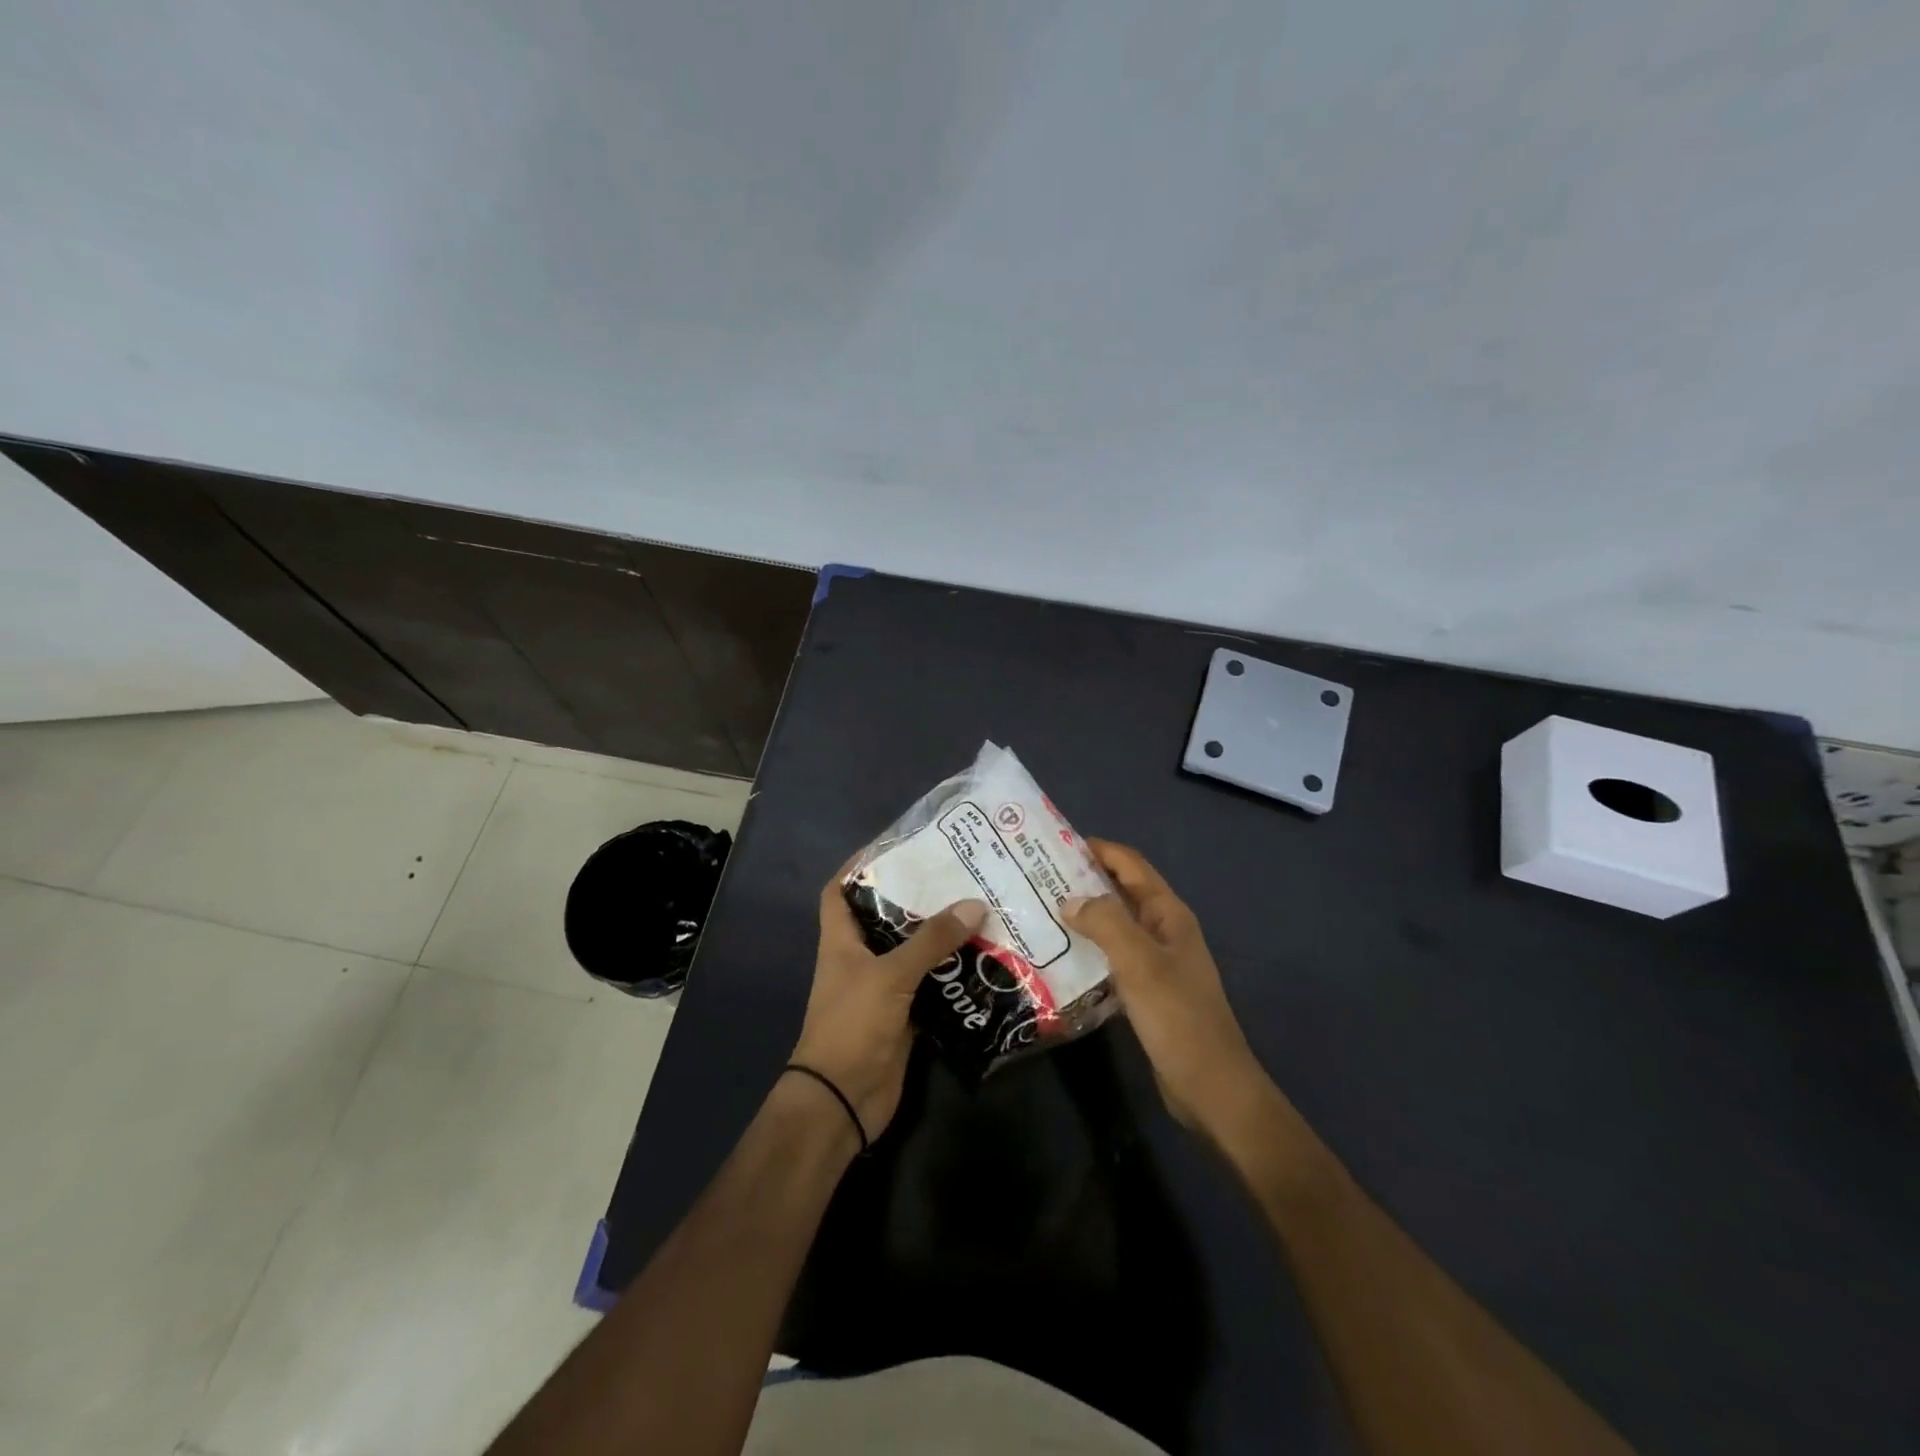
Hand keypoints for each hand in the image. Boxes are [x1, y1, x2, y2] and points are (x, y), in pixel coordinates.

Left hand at [790, 870, 987, 1140]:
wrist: (843, 1100)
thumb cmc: (853, 1025)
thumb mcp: (890, 975)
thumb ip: (931, 940)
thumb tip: (974, 903)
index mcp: (841, 941)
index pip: (838, 891)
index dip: (857, 867)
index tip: (895, 847)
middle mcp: (859, 960)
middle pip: (885, 918)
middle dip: (914, 898)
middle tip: (954, 874)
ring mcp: (881, 990)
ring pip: (911, 953)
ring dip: (938, 937)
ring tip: (976, 908)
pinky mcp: (903, 1016)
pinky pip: (930, 987)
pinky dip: (950, 976)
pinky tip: (981, 960)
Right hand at [1066, 839, 1270, 1138]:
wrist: (1210, 1086)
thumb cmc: (1177, 1017)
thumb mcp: (1139, 963)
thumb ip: (1105, 923)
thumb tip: (1069, 900)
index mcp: (1169, 914)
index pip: (1131, 865)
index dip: (1098, 849)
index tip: (1054, 843)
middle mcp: (1164, 930)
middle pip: (1121, 892)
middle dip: (1085, 879)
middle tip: (1037, 877)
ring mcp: (1156, 962)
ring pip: (1115, 925)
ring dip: (1084, 915)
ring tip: (1041, 910)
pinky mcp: (1146, 990)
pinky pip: (1113, 956)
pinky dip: (1089, 948)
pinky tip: (1060, 955)